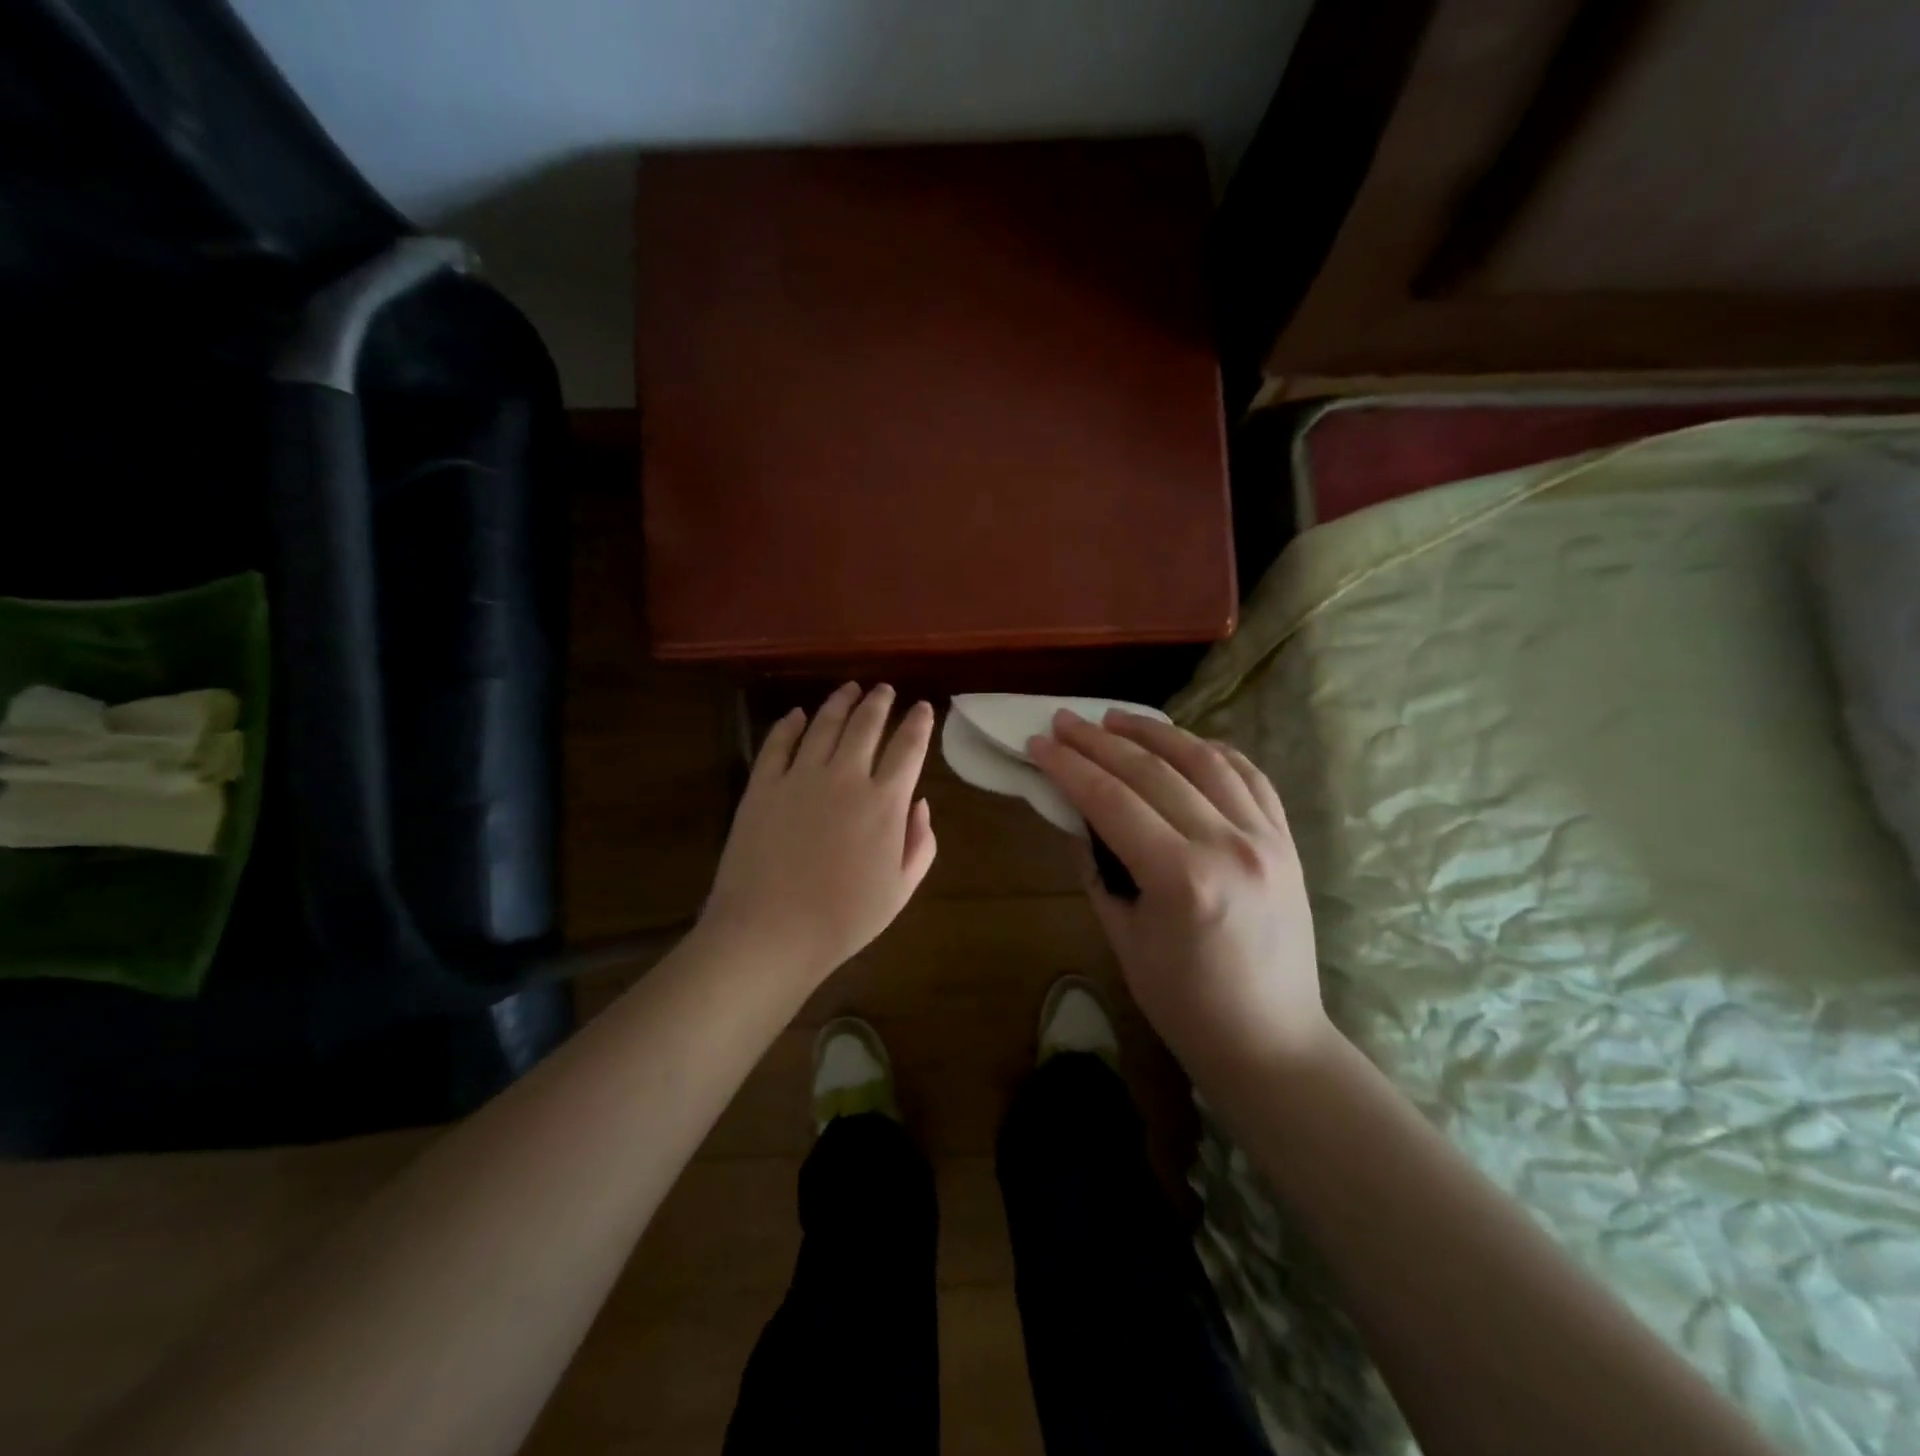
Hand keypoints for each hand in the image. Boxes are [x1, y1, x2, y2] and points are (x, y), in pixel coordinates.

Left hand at [699, 684, 936, 986]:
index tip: (923, 708)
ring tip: (849, 689)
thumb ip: (921, 843)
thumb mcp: (901, 889)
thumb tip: (920, 803)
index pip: (909, 747)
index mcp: (885, 802)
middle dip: (880, 701)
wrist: (771, 932)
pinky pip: (778, 743)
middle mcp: (845, 777)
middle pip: (866, 724)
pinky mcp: (762, 785)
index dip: (919, 722)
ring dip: (840, 702)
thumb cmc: (844, 918)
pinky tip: (797, 715)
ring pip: (824, 724)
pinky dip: (789, 724)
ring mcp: (800, 777)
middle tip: (884, 689)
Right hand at [1028, 711, 1326, 1081]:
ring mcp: (1265, 837)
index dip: (1069, 767)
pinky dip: (1212, 751)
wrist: (1271, 1040)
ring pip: (1204, 759)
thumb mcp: (1124, 937)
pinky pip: (1249, 776)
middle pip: (1153, 771)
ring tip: (1115, 718)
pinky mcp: (1286, 840)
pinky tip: (1184, 742)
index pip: (1112, 800)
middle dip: (1100, 741)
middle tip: (1064, 721)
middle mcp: (1228, 844)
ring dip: (1154, 732)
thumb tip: (1080, 816)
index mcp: (1182, 877)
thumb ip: (1099, 869)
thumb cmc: (1184, 1004)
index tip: (1038, 743)